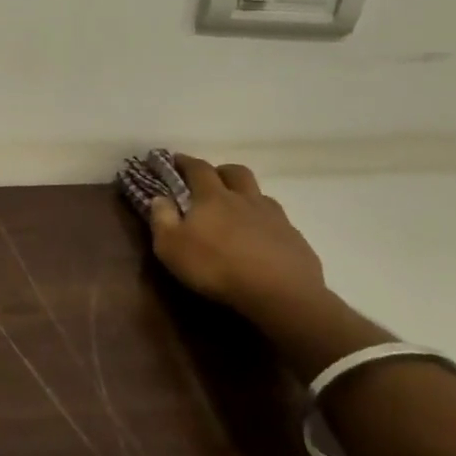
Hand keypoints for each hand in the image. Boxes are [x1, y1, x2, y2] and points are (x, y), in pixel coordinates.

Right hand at [146, 156, 326, 319]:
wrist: (280, 294)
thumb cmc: (216, 267)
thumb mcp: (171, 247)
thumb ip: (162, 219)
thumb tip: (160, 198)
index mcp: (213, 197)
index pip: (198, 168)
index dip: (185, 162)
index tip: (175, 160)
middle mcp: (245, 199)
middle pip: (235, 172)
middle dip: (221, 171)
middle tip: (211, 181)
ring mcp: (274, 217)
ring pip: (260, 195)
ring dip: (247, 196)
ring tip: (238, 212)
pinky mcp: (295, 238)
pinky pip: (279, 222)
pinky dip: (266, 224)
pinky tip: (262, 241)